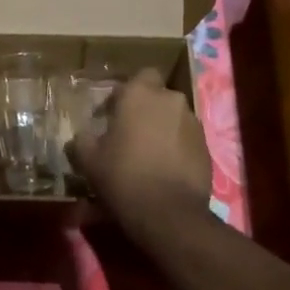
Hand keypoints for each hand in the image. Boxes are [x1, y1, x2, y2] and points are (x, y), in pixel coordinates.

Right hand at [67, 69, 211, 233]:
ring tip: (149, 155)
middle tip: (130, 134)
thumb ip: (82, 140)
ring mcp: (193, 124)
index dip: (127, 93)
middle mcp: (171, 100)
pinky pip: (187, 140)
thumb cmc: (123, 176)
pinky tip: (165, 170)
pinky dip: (177, 148)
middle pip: (158, 97)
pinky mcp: (207, 148)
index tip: (113, 114)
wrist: (168, 214)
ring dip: (163, 129)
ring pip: (174, 118)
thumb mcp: (89, 160)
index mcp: (141, 94)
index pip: (139, 75)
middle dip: (146, 111)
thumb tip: (82, 135)